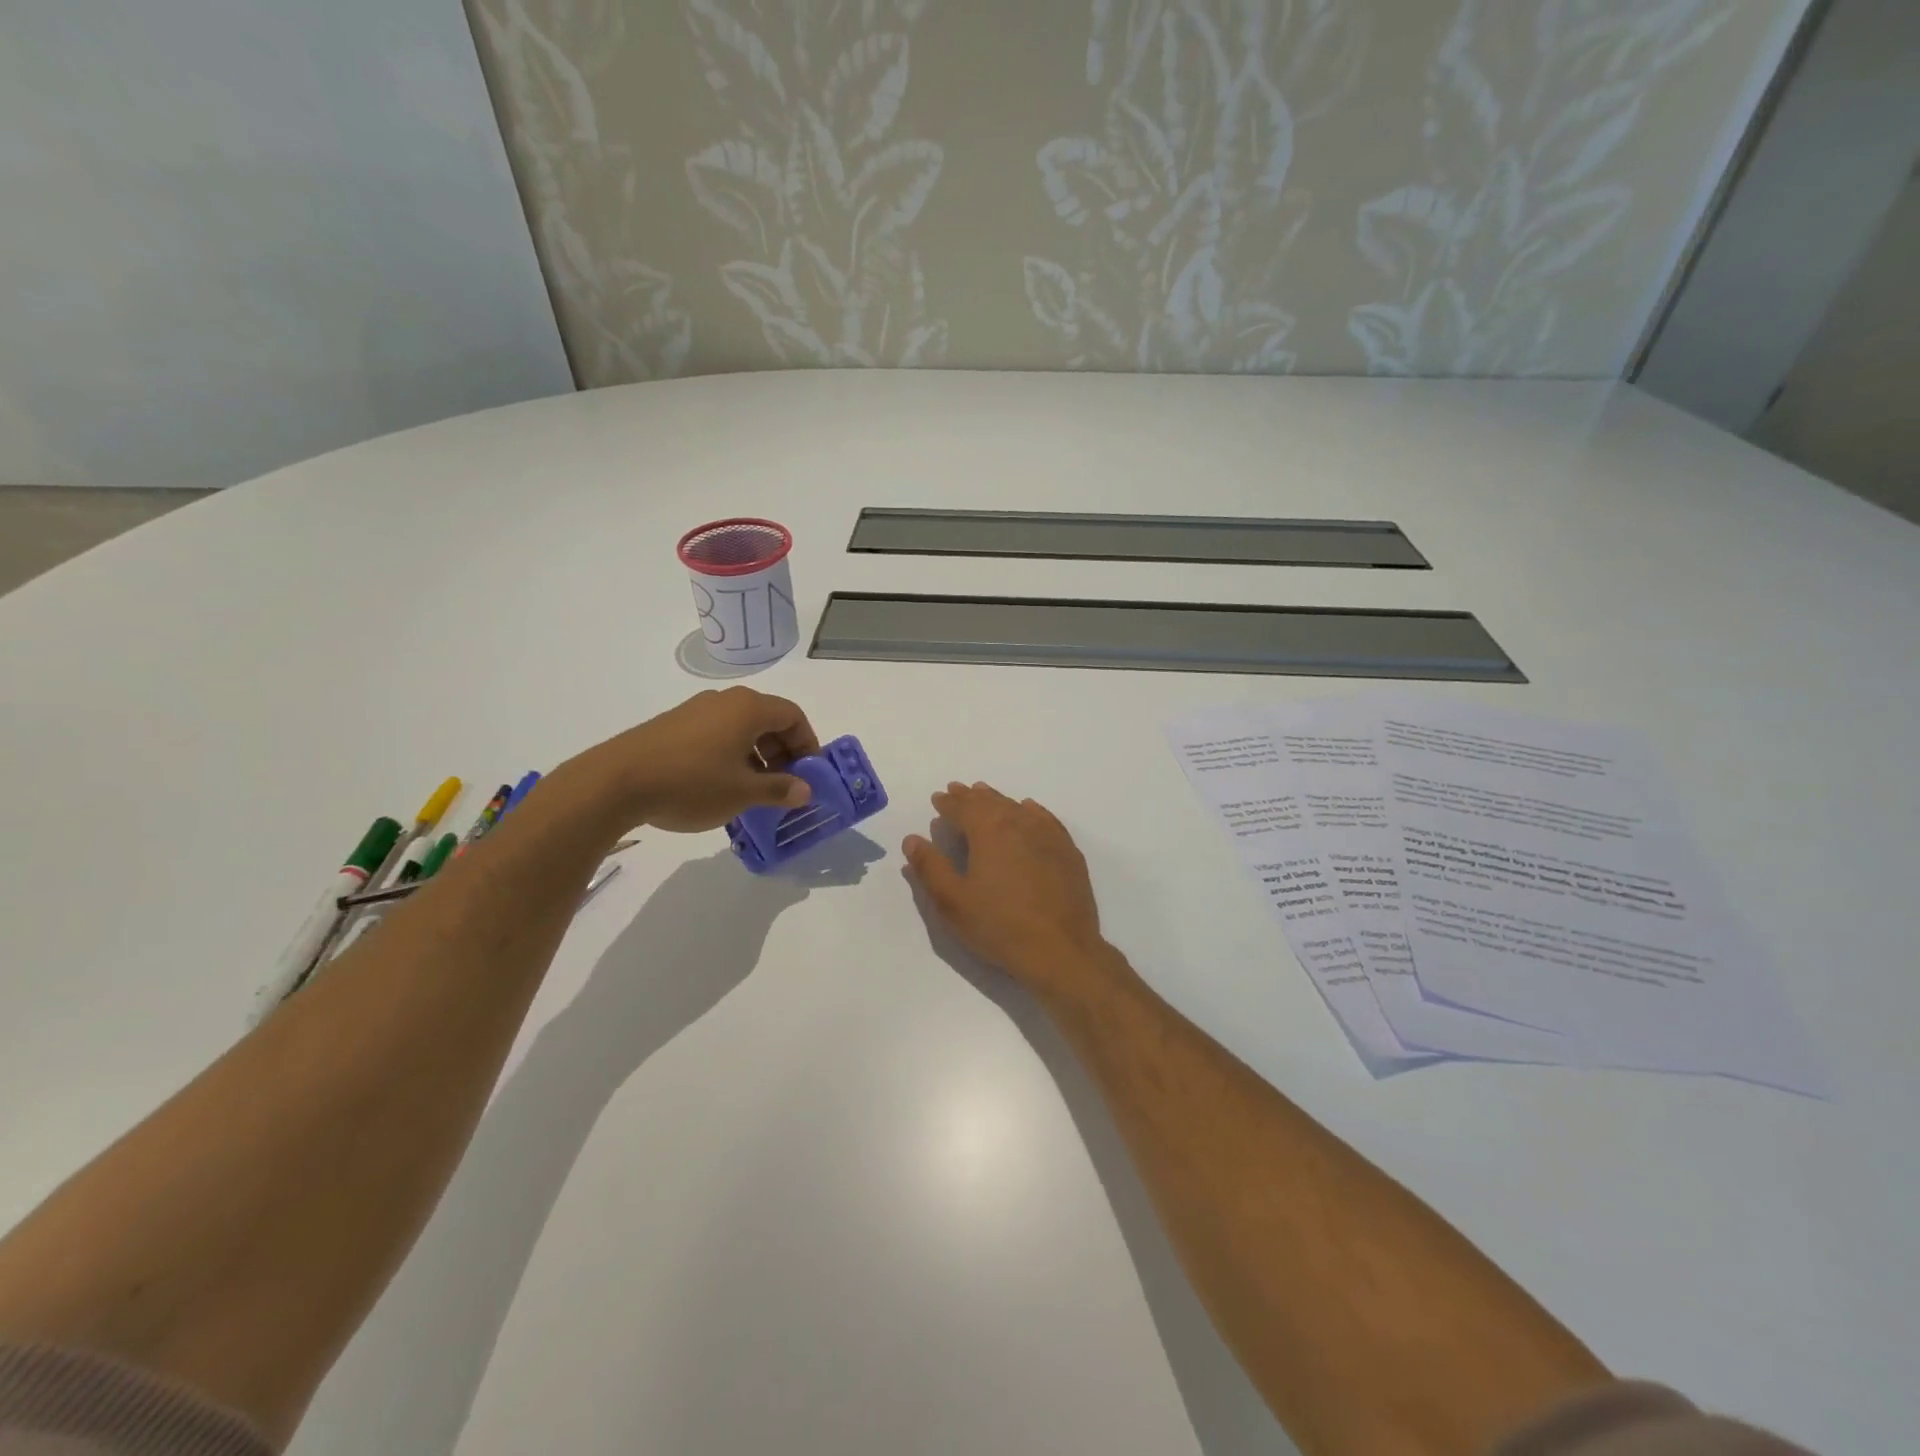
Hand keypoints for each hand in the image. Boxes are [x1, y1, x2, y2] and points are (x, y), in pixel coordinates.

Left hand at [565, 687, 820, 833]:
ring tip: (753, 790)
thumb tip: (805, 790)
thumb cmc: (691, 783)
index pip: (793, 716)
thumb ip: (779, 789)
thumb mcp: (742, 793)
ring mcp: (695, 711)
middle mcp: (724, 701)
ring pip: (741, 728)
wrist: (615, 783)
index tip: (808, 773)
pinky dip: (731, 755)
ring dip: (757, 756)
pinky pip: (716, 734)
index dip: (807, 743)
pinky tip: (721, 786)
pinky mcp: (673, 725)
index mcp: (748, 708)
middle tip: (785, 785)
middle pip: (768, 719)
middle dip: (783, 752)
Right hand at [903, 782, 1111, 998]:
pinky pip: (1045, 819)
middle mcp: (1019, 822)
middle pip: (990, 802)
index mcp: (988, 830)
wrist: (1060, 949)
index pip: (962, 807)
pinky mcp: (1067, 851)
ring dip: (998, 800)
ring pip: (1017, 807)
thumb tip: (913, 839)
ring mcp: (1047, 835)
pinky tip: (1028, 811)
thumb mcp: (953, 901)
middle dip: (971, 796)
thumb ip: (930, 867)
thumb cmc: (999, 925)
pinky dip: (1030, 811)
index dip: (948, 803)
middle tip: (958, 790)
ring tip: (986, 797)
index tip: (938, 798)